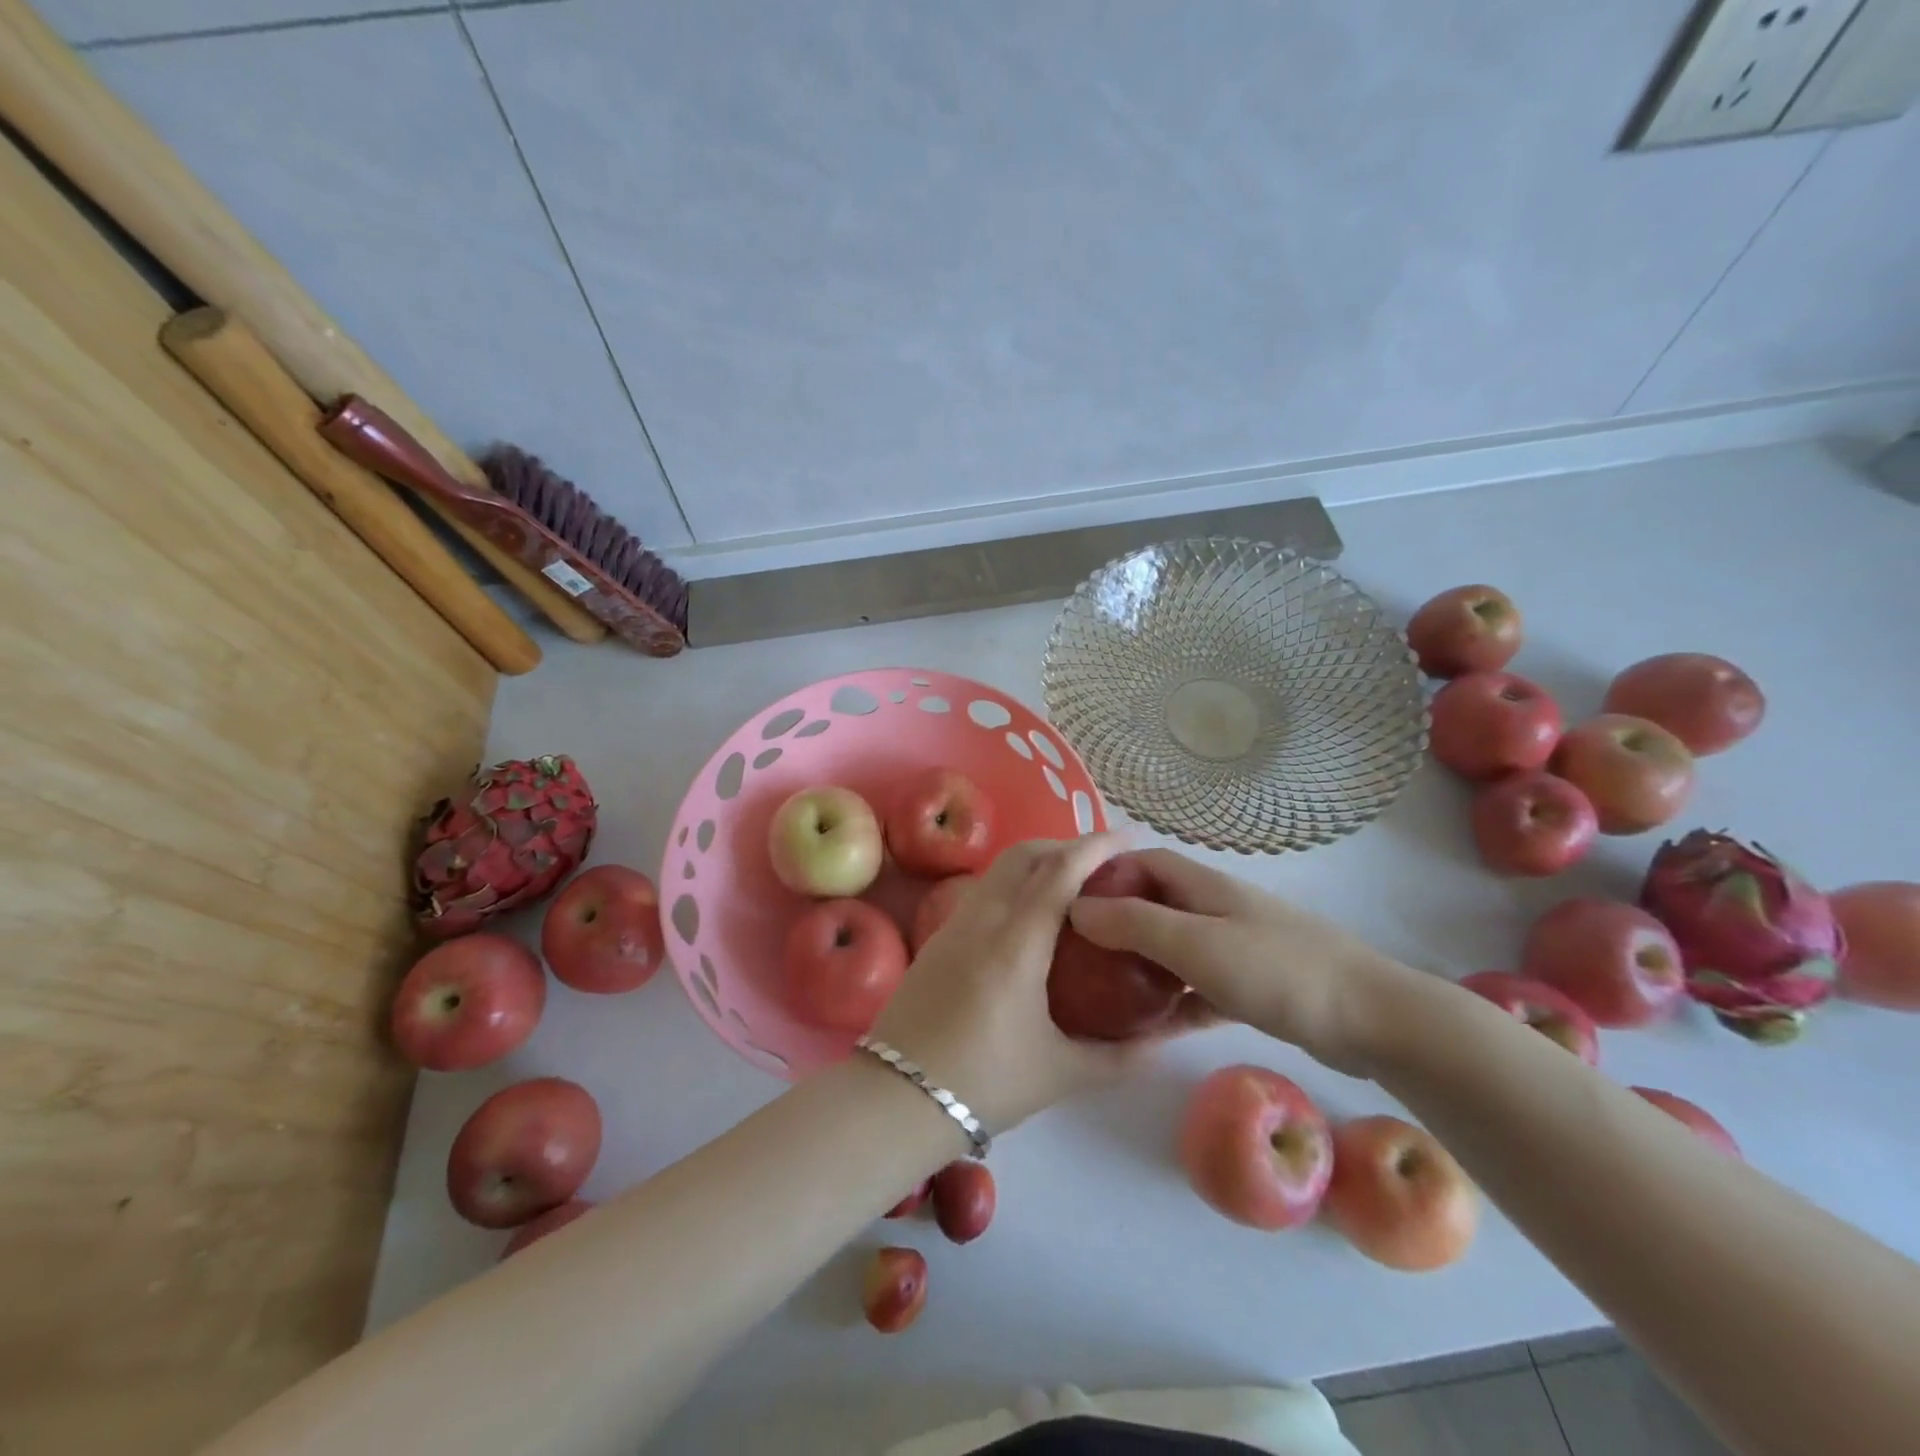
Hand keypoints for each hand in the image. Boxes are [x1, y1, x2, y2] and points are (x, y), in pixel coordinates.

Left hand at [870, 834, 1207, 1133]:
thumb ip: (1118, 1057)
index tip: (1128, 837)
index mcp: (1016, 944)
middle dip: (1065, 845)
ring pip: (999, 870)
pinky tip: (1029, 915)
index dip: (1096, 847)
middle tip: (1103, 863)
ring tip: (1071, 884)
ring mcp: (953, 925)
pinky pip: (982, 892)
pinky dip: (1013, 884)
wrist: (895, 1099)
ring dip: (1036, 862)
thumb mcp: (1060, 1073)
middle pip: (1024, 855)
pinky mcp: (937, 939)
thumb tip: (1164, 1042)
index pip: (1059, 873)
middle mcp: (982, 920)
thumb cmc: (983, 1084)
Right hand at [1066, 848, 1417, 1075]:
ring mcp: (1237, 946)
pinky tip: (1150, 1028)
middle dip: (1115, 922)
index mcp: (1203, 886)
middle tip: (1075, 954)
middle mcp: (1217, 908)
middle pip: (1155, 904)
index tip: (1067, 903)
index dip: (1104, 874)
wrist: (1373, 1020)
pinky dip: (1174, 999)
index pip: (1142, 862)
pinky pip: (1198, 985)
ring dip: (1141, 964)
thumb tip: (1076, 908)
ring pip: (1175, 947)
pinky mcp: (1253, 985)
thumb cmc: (1278, 970)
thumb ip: (1135, 925)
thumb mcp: (1196, 944)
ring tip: (1100, 991)